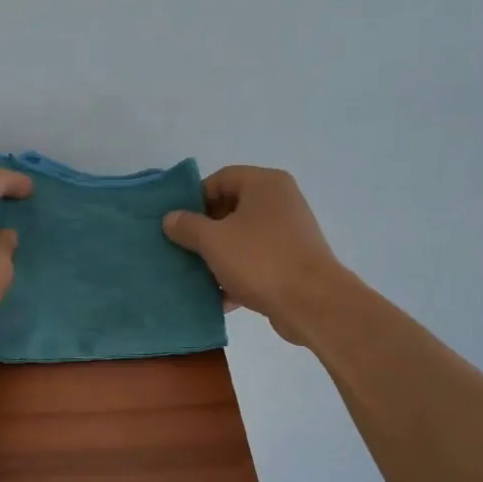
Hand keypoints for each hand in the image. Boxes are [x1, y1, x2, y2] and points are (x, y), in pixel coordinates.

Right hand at [162, 166, 349, 344]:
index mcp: (265, 185)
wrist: (312, 303)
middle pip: (231, 208)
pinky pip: (255, 261)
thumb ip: (187, 226)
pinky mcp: (291, 262)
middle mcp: (280, 202)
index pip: (221, 178)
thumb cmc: (260, 260)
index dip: (195, 198)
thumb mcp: (213, 240)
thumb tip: (170, 218)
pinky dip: (236, 274)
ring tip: (194, 274)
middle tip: (181, 249)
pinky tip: (218, 297)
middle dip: (203, 230)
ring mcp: (288, 233)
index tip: (176, 222)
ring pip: (241, 238)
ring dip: (217, 255)